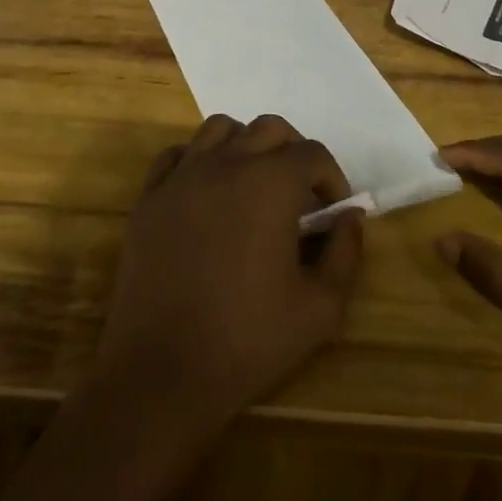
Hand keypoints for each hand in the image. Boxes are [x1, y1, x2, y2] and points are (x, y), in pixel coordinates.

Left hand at [92, 114, 363, 426]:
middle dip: (294, 152)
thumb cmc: (248, 341)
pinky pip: (177, 156)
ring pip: (220, 129)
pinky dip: (198, 161)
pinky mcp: (150, 197)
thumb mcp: (320, 309)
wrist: (162, 372)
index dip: (332, 179)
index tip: (333, 212)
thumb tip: (351, 217)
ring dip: (245, 145)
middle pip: (269, 128)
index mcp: (271, 184)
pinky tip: (206, 193)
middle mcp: (226, 164)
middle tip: (300, 192)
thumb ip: (345, 254)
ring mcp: (182, 177)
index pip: (313, 154)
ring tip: (253, 183)